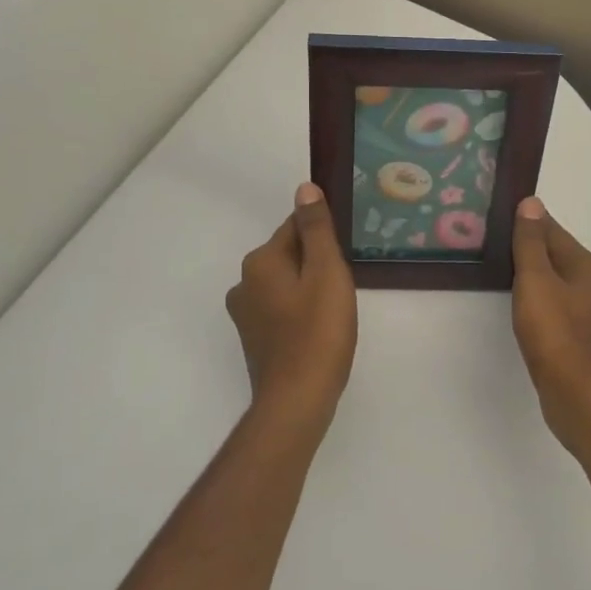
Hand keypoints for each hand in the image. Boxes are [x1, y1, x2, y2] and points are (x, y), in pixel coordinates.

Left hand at [227, 183, 357, 435]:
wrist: (297, 401)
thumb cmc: (318, 333)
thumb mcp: (327, 273)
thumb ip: (316, 229)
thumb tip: (305, 188)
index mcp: (260, 261)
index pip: (295, 227)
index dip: (325, 237)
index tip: (346, 256)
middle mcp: (244, 282)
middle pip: (289, 255)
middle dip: (318, 263)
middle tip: (346, 286)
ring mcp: (245, 313)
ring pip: (286, 283)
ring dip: (309, 288)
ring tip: (336, 310)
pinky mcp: (254, 338)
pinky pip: (281, 308)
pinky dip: (300, 311)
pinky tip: (319, 330)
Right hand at [510, 198, 590, 459]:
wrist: (579, 396)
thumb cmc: (556, 334)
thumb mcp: (536, 280)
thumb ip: (531, 243)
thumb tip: (532, 202)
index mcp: (588, 266)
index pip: (552, 231)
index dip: (526, 223)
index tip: (498, 218)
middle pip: (557, 256)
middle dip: (530, 249)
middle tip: (493, 246)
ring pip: (558, 284)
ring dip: (535, 277)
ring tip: (503, 276)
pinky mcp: (583, 340)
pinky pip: (558, 309)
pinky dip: (540, 303)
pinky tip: (524, 312)